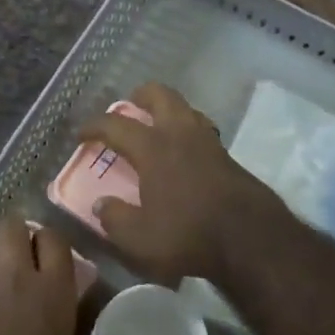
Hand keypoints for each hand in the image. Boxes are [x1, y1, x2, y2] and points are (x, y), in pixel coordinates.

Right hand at [76, 83, 281, 285]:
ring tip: (157, 126)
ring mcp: (208, 142)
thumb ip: (115, 219)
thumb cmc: (189, 235)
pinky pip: (202, 130)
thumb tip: (101, 205)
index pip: (116, 125)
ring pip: (186, 108)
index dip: (94, 125)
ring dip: (168, 110)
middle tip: (129, 106)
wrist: (252, 239)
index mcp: (153, 148)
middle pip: (160, 95)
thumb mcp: (139, 238)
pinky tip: (185, 152)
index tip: (82, 134)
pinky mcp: (228, 156)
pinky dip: (188, 131)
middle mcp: (180, 134)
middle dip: (141, 96)